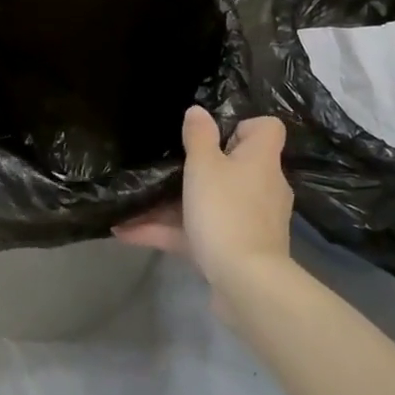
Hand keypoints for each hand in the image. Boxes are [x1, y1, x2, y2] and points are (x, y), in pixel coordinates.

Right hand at [114, 107, 292, 292]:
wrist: (246, 283)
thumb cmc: (226, 211)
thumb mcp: (204, 166)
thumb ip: (198, 137)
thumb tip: (198, 111)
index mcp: (261, 160)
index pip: (267, 129)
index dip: (242, 125)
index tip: (213, 133)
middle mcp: (262, 187)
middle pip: (234, 166)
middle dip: (200, 167)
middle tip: (168, 165)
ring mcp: (250, 221)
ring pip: (211, 202)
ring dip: (174, 204)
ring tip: (135, 202)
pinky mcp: (236, 250)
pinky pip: (201, 232)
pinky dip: (170, 231)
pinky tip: (128, 233)